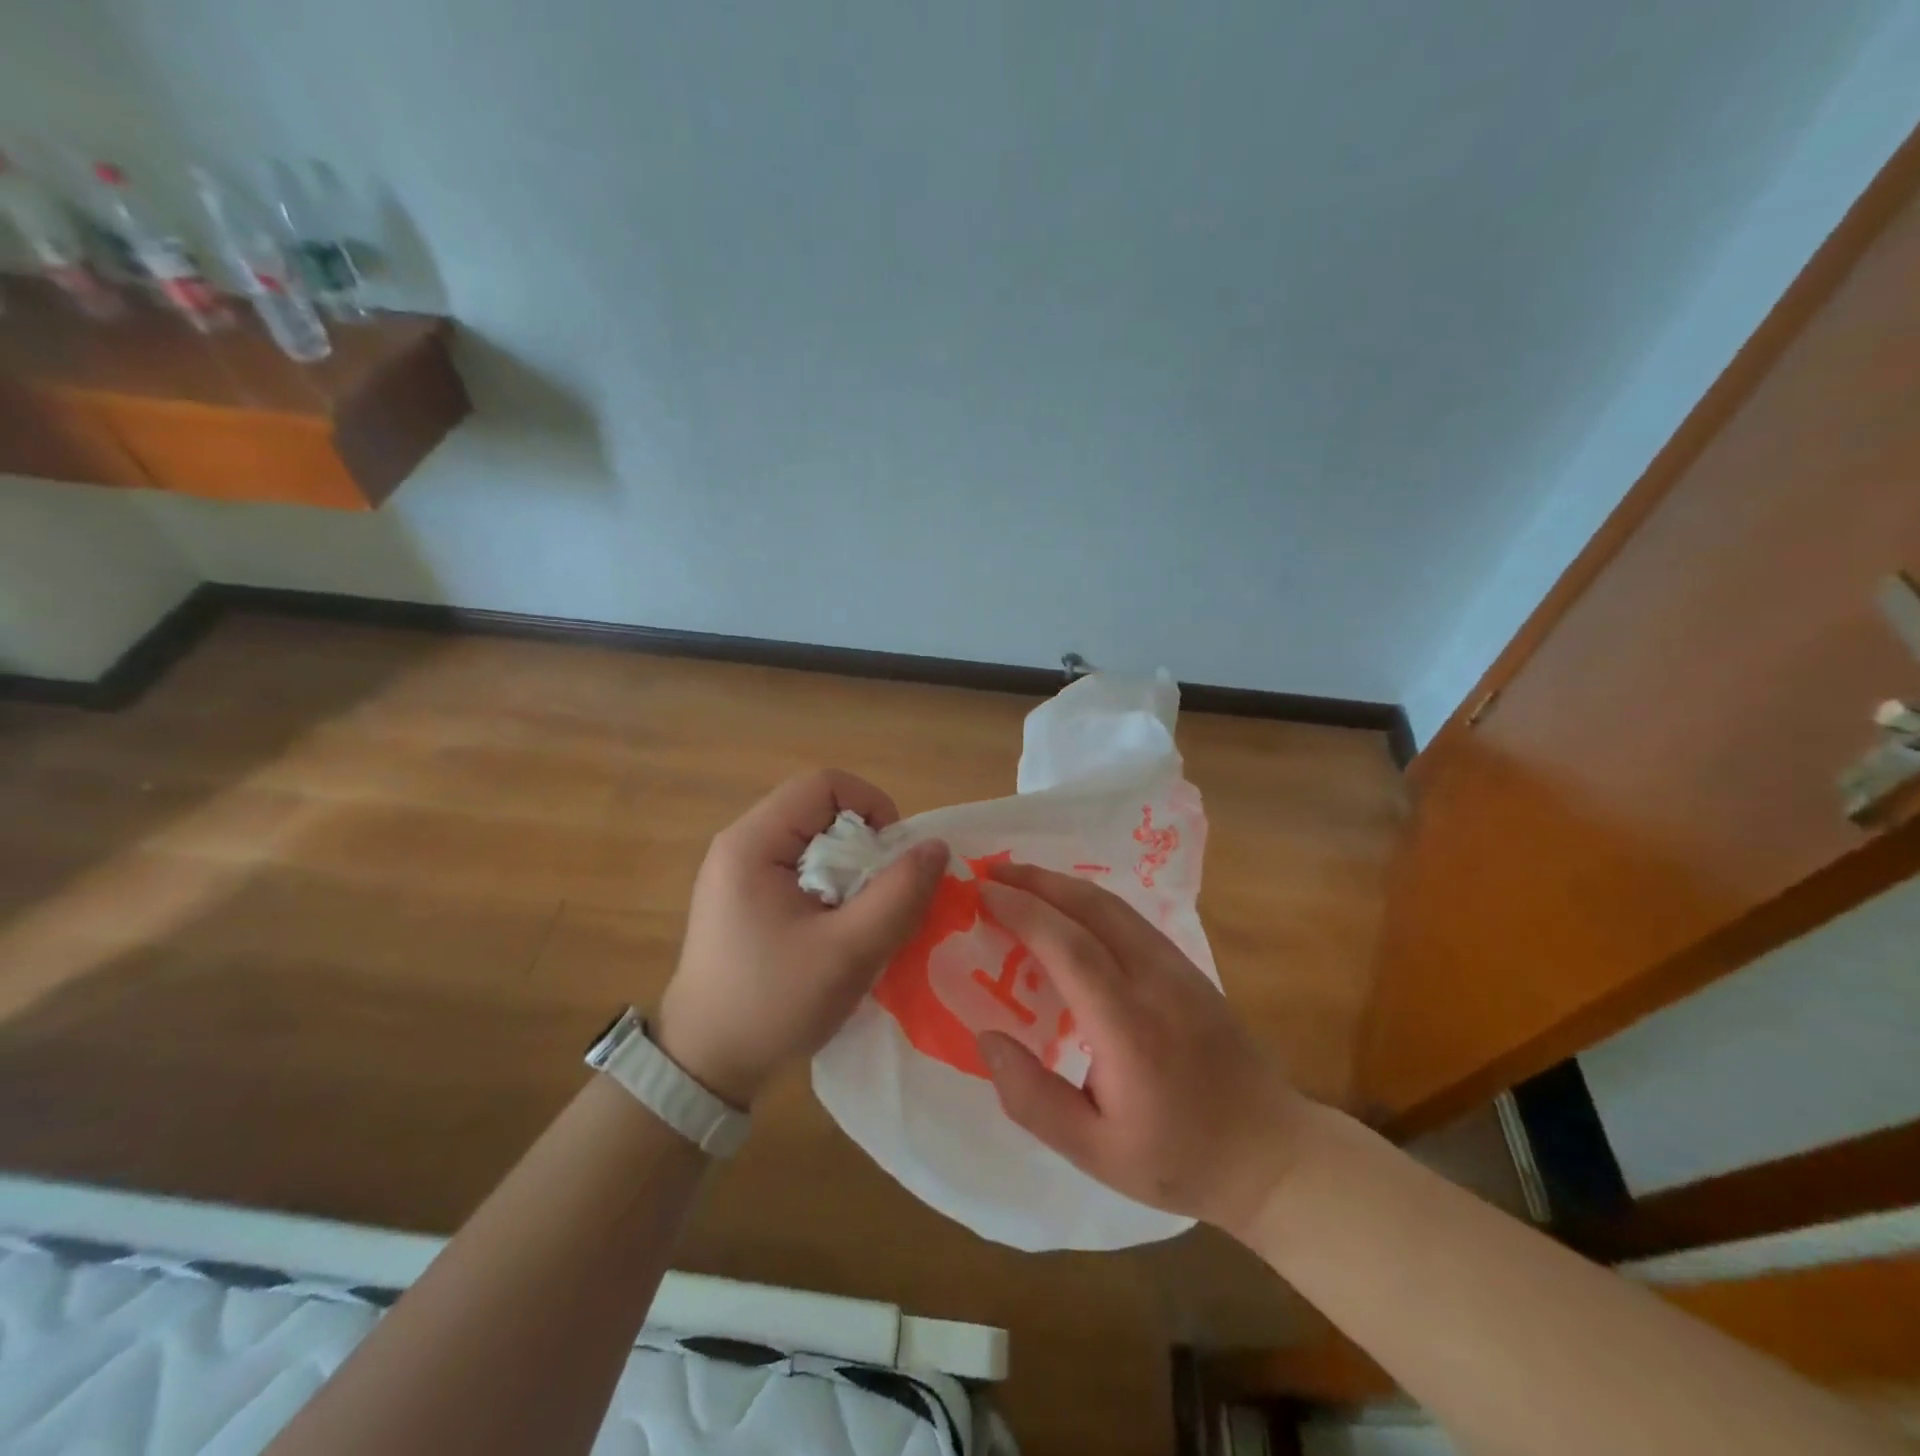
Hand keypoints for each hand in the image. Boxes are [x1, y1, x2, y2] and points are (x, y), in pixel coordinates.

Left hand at [656, 770, 947, 1108]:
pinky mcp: (745, 898)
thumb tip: (936, 846)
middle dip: (865, 844)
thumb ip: (898, 894)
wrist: (704, 1065)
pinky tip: (839, 930)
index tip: (894, 856)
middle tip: (883, 895)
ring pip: (815, 841)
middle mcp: (741, 845)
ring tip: (864, 917)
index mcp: (753, 842)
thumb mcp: (847, 951)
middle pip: (820, 810)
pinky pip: (802, 869)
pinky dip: (833, 888)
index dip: (872, 806)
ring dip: (852, 870)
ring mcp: (740, 872)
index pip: (824, 784)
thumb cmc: (772, 1003)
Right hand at [975, 862, 1316, 1237]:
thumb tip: (986, 1038)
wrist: (1272, 1154)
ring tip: (1018, 881)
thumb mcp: (1095, 1153)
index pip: (1069, 947)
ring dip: (1062, 885)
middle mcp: (1156, 982)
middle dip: (1037, 881)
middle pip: (1092, 908)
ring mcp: (1178, 968)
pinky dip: (1088, 901)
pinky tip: (1067, 909)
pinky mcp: (1189, 968)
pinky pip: (1130, 918)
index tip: (981, 894)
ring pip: (1114, 905)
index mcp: (1129, 1028)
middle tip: (989, 872)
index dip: (1023, 913)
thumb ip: (1033, 1100)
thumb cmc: (1178, 1158)